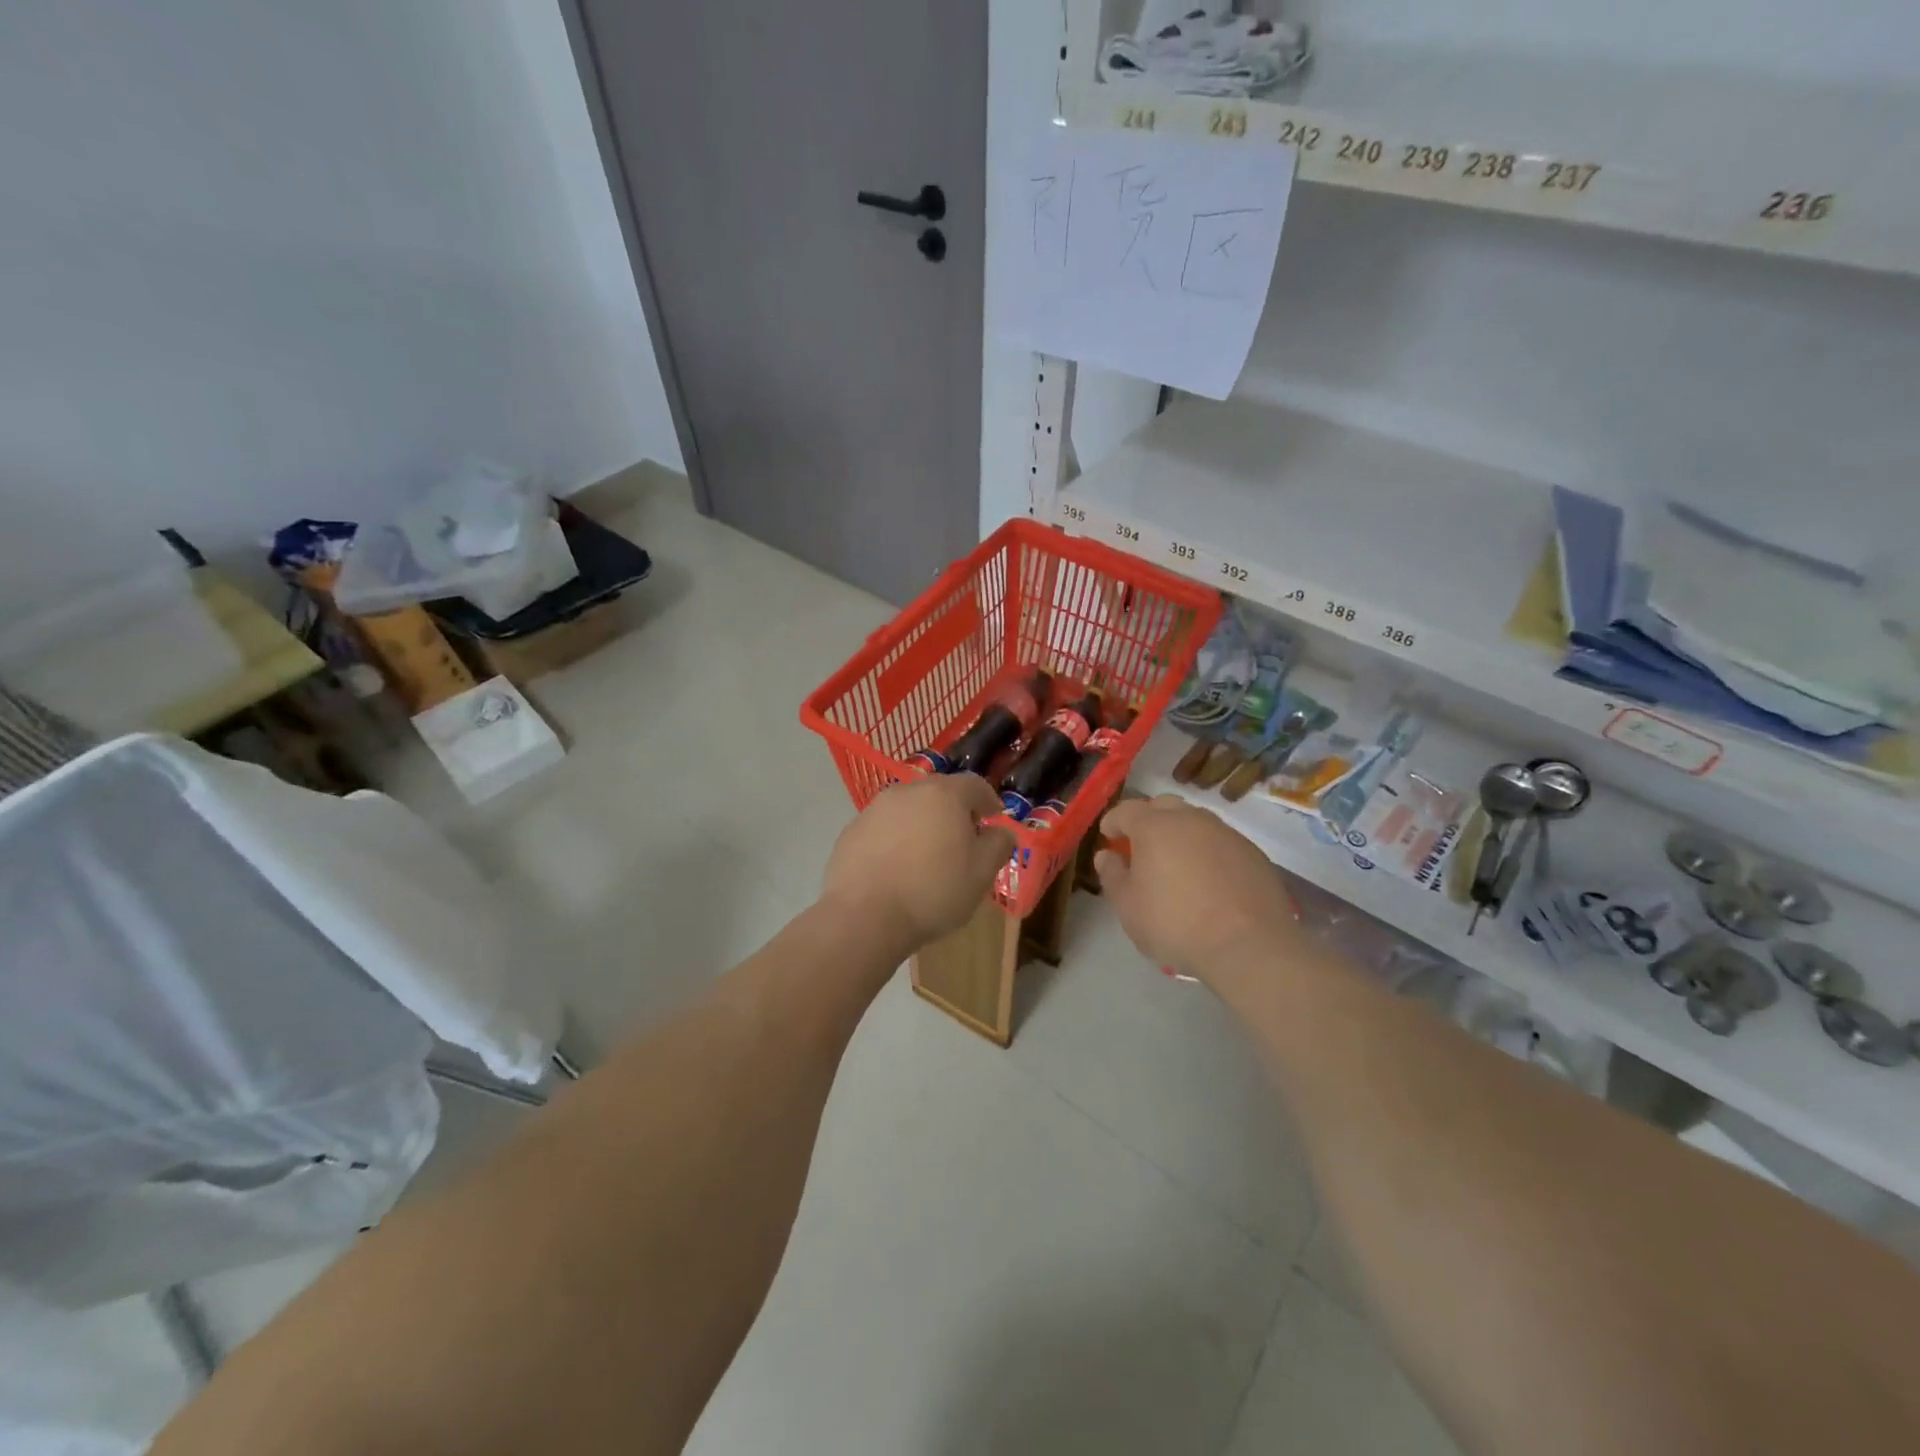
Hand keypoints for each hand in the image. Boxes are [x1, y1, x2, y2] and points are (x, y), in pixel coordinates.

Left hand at [821, 773, 1016, 952]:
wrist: (864, 917)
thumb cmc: (933, 891)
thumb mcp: (982, 873)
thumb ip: (998, 845)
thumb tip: (1000, 832)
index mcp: (944, 795)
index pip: (974, 785)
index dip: (988, 801)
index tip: (993, 819)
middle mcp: (907, 792)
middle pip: (938, 793)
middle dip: (954, 811)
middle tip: (962, 839)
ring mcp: (874, 810)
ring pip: (908, 810)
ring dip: (922, 825)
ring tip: (927, 856)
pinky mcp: (851, 832)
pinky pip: (883, 829)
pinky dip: (894, 841)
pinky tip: (896, 869)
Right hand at [1093, 795, 1301, 985]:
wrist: (1249, 946)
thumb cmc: (1175, 924)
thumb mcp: (1129, 907)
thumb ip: (1113, 876)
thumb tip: (1107, 855)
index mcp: (1154, 827)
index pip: (1126, 810)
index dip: (1113, 821)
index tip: (1108, 836)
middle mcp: (1191, 819)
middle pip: (1164, 806)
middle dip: (1148, 819)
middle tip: (1141, 845)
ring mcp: (1226, 833)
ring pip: (1196, 821)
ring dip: (1181, 833)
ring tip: (1176, 862)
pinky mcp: (1253, 853)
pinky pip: (1221, 842)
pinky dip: (1208, 851)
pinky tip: (1209, 879)